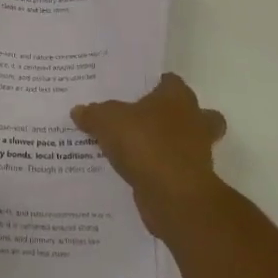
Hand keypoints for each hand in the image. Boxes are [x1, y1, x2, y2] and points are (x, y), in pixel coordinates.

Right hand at [73, 73, 227, 237]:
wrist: (174, 196)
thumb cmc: (146, 143)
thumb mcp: (107, 121)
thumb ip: (94, 114)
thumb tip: (79, 111)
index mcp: (178, 97)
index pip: (170, 81)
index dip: (154, 83)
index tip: (134, 90)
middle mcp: (195, 121)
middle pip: (193, 112)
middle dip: (175, 116)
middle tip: (143, 120)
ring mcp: (198, 153)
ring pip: (187, 143)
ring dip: (168, 146)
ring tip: (135, 150)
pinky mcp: (192, 181)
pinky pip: (174, 170)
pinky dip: (160, 171)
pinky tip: (135, 174)